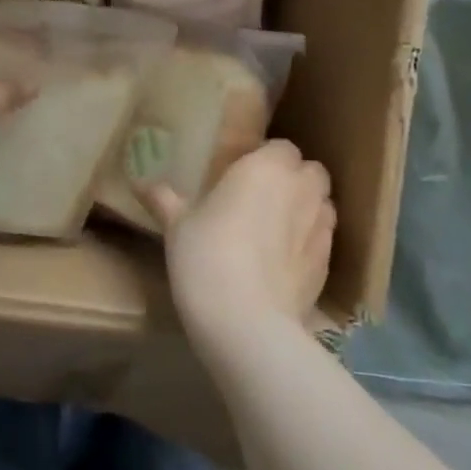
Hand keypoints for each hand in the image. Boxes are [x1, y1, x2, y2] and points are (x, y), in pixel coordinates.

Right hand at [142, 139, 334, 347]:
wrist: (246, 322)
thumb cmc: (206, 255)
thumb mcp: (176, 225)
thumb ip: (164, 199)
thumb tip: (140, 183)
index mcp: (266, 166)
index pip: (281, 147)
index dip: (265, 158)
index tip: (242, 175)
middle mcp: (302, 189)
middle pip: (310, 171)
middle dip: (293, 179)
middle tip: (260, 198)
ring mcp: (322, 227)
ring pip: (322, 205)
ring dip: (305, 209)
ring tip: (275, 230)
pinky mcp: (329, 264)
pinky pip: (323, 240)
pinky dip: (308, 243)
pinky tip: (282, 263)